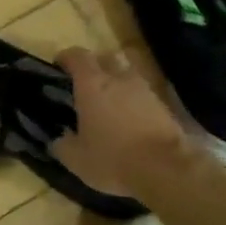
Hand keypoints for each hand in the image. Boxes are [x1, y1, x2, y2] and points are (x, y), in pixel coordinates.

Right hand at [51, 48, 191, 196]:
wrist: (166, 168)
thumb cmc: (113, 158)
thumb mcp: (77, 160)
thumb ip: (63, 145)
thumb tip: (60, 139)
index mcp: (91, 84)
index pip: (77, 56)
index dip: (66, 58)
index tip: (59, 66)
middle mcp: (118, 78)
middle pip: (105, 57)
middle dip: (94, 65)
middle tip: (85, 82)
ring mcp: (144, 88)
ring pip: (127, 73)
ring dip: (117, 81)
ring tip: (110, 101)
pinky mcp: (163, 104)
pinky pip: (143, 93)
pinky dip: (134, 99)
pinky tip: (130, 118)